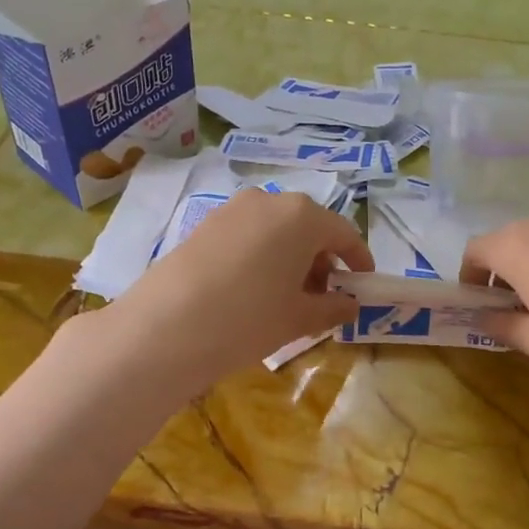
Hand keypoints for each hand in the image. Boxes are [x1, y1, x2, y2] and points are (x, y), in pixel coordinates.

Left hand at [101, 188, 372, 394]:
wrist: (164, 328)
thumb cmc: (248, 319)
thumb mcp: (300, 318)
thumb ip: (334, 307)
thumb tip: (351, 305)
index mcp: (302, 216)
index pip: (344, 233)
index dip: (358, 260)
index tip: (363, 284)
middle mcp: (269, 200)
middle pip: (309, 227)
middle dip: (322, 260)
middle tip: (323, 297)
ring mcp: (232, 209)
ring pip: (277, 230)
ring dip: (291, 258)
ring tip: (287, 298)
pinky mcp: (204, 224)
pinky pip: (248, 235)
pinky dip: (263, 256)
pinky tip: (253, 291)